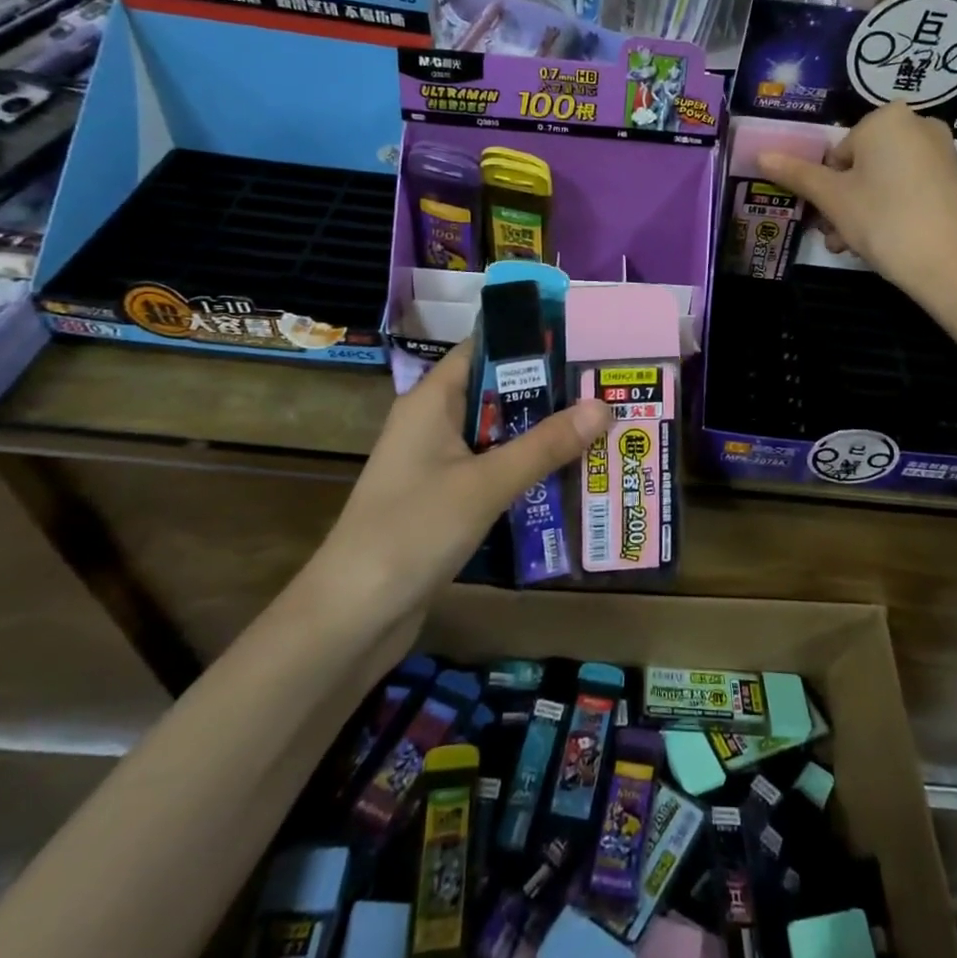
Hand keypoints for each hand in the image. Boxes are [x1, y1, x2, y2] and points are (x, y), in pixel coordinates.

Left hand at [313, 342, 608, 601]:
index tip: (579, 340)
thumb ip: (545, 445)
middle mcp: (432, 425)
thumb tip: (603, 404)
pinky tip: (566, 479)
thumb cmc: (413, 532)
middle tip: (604, 389)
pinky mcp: (443, 501)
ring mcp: (436, 465)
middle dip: (547, 393)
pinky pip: (491, 472)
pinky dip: (524, 471)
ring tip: (600, 429)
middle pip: (496, 393)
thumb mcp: (486, 484)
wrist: (352, 617)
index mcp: (431, 402)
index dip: (528, 341)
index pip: (482, 349)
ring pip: (497, 436)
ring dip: (540, 435)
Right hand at [759, 103, 956, 307]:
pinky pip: (910, 190)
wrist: (955, 263)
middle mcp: (918, 125)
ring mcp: (942, 153)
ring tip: (855, 248)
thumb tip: (760, 154)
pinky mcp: (956, 181)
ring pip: (884, 181)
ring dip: (861, 213)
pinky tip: (886, 244)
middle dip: (842, 203)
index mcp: (886, 118)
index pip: (836, 153)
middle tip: (836, 238)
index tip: (824, 219)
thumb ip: (797, 174)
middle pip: (861, 166)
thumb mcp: (833, 199)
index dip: (824, 189)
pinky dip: (892, 212)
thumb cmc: (885, 220)